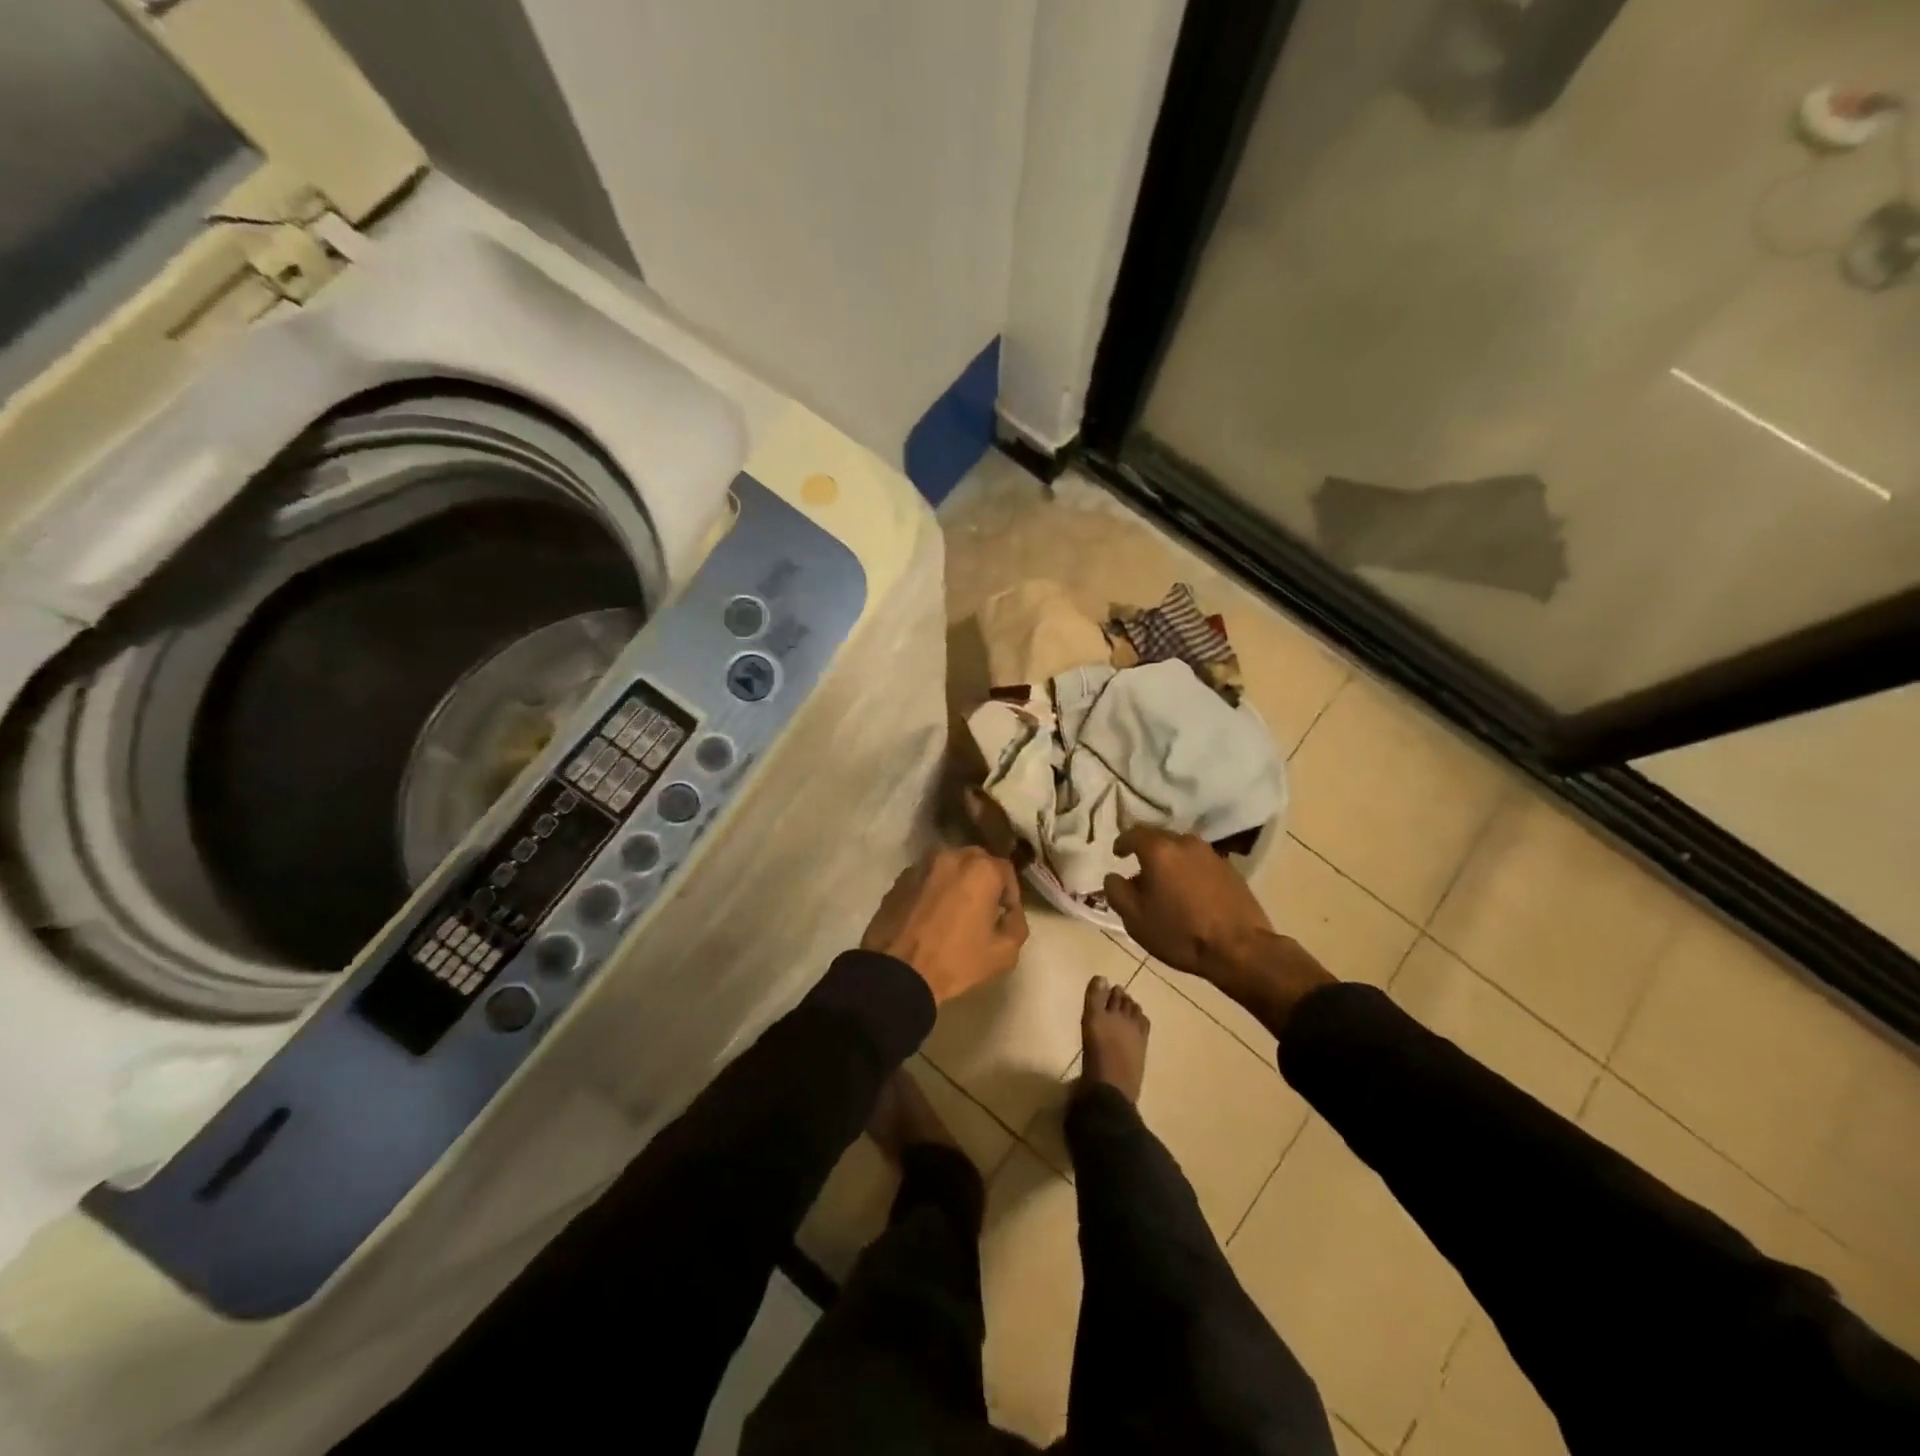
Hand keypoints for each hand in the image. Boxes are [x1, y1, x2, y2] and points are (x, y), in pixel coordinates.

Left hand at [863, 847, 1028, 1003]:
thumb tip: (1010, 912)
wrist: (897, 973)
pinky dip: (933, 890)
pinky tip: (930, 915)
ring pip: (948, 867)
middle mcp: (950, 856)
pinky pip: (925, 879)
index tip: (1005, 915)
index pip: (1006, 870)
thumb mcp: (1004, 953)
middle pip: (976, 862)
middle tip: (982, 910)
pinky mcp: (899, 880)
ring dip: (956, 883)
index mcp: (980, 869)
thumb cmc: (956, 961)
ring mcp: (921, 866)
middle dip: (983, 882)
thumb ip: (1017, 924)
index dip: (1010, 894)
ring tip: (954, 911)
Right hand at [1101, 826, 1272, 979]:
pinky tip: (1189, 892)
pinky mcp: (1230, 869)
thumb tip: (1113, 876)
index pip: (1134, 833)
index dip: (1122, 843)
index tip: (1117, 854)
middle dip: (1146, 851)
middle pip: (1159, 838)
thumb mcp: (1135, 918)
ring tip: (1165, 883)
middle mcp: (1186, 843)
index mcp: (1159, 850)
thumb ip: (1116, 891)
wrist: (1239, 949)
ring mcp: (1211, 854)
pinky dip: (1189, 871)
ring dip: (1170, 861)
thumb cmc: (1179, 933)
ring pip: (1182, 850)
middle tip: (1139, 871)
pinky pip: (1200, 862)